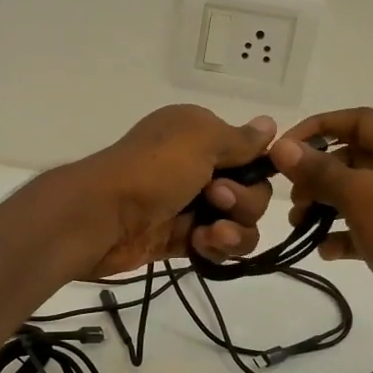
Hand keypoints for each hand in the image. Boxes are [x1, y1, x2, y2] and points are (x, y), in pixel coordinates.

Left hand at [74, 105, 276, 277]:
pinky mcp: (181, 240)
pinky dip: (217, 248)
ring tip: (211, 234)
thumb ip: (240, 138)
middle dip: (244, 201)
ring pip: (239, 223)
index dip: (255, 170)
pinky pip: (218, 246)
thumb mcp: (200, 139)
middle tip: (215, 200)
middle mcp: (197, 167)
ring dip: (235, 231)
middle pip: (251, 192)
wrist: (101, 218)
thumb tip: (271, 124)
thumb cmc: (152, 170)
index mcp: (199, 135)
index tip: (240, 174)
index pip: (250, 154)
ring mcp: (190, 206)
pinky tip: (201, 246)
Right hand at [270, 108, 372, 351]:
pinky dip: (343, 234)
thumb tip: (280, 147)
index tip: (281, 150)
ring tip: (299, 224)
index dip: (317, 129)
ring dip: (325, 205)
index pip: (360, 121)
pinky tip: (324, 250)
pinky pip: (367, 227)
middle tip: (291, 196)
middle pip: (357, 158)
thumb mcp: (361, 195)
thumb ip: (319, 169)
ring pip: (359, 194)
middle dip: (318, 175)